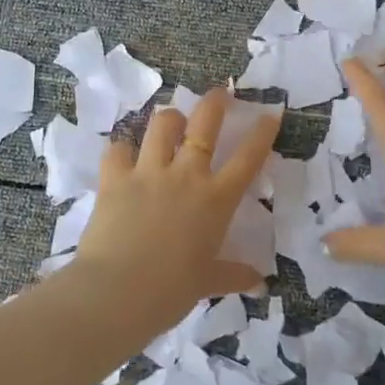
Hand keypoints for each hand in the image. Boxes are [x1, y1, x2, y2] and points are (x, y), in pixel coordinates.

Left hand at [73, 87, 282, 325]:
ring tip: (172, 120)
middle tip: (221, 93)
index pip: (247, 158)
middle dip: (216, 102)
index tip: (270, 114)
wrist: (118, 291)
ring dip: (170, 118)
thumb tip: (259, 282)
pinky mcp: (114, 176)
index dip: (262, 133)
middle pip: (205, 123)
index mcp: (215, 200)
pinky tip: (122, 154)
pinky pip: (117, 148)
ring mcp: (148, 171)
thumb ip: (232, 275)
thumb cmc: (171, 291)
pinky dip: (121, 148)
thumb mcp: (207, 283)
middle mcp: (185, 175)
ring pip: (162, 124)